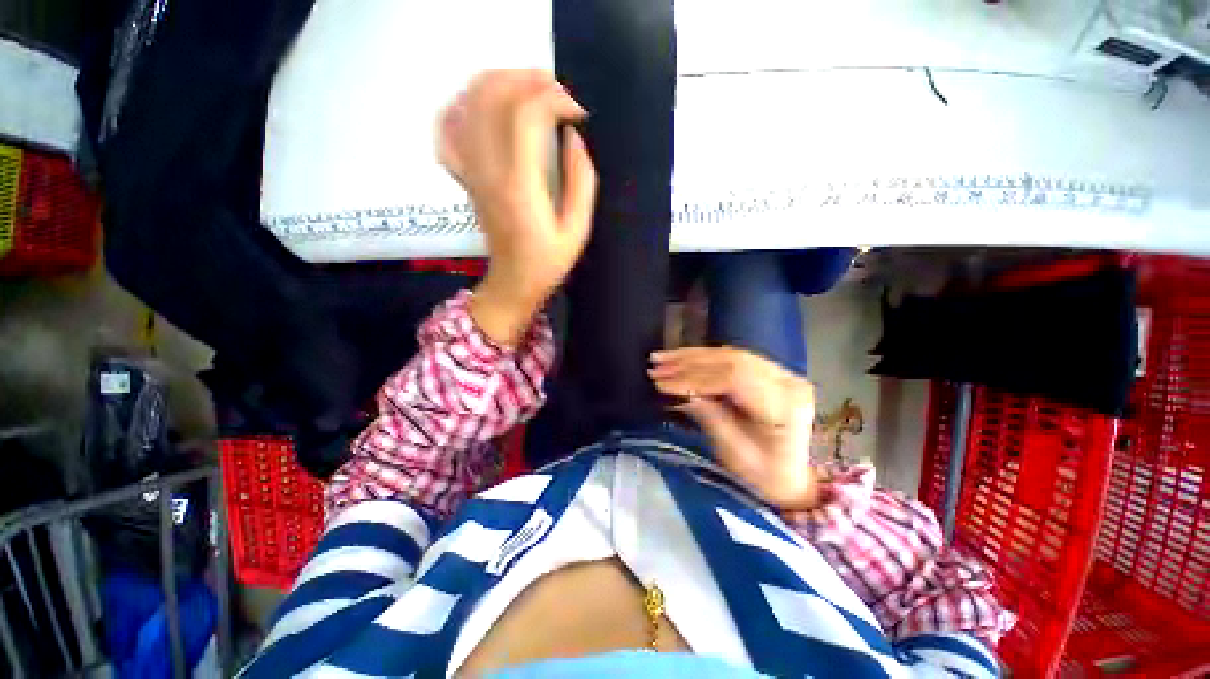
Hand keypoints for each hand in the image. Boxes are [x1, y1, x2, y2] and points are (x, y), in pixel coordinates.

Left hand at [438, 70, 596, 345]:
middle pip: (492, 94)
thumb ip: (581, 180)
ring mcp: (470, 169)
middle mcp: (487, 169)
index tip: (579, 114)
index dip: (555, 100)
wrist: (512, 282)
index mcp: (519, 185)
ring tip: (531, 91)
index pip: (526, 114)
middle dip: (529, 80)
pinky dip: (463, 104)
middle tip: (558, 94)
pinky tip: (486, 106)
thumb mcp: (578, 229)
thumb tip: (573, 136)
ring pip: (468, 100)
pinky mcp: (464, 174)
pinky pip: (448, 127)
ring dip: (500, 81)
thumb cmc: (549, 261)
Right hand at [650, 347, 819, 509]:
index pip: (734, 378)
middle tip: (656, 366)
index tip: (662, 384)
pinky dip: (703, 357)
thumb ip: (710, 418)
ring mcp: (780, 373)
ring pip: (730, 354)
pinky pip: (732, 358)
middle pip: (732, 360)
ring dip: (692, 356)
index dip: (694, 378)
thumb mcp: (734, 452)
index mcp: (784, 406)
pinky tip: (682, 357)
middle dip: (689, 363)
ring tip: (661, 358)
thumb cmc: (763, 475)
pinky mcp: (769, 371)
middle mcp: (787, 381)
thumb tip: (682, 392)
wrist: (790, 477)